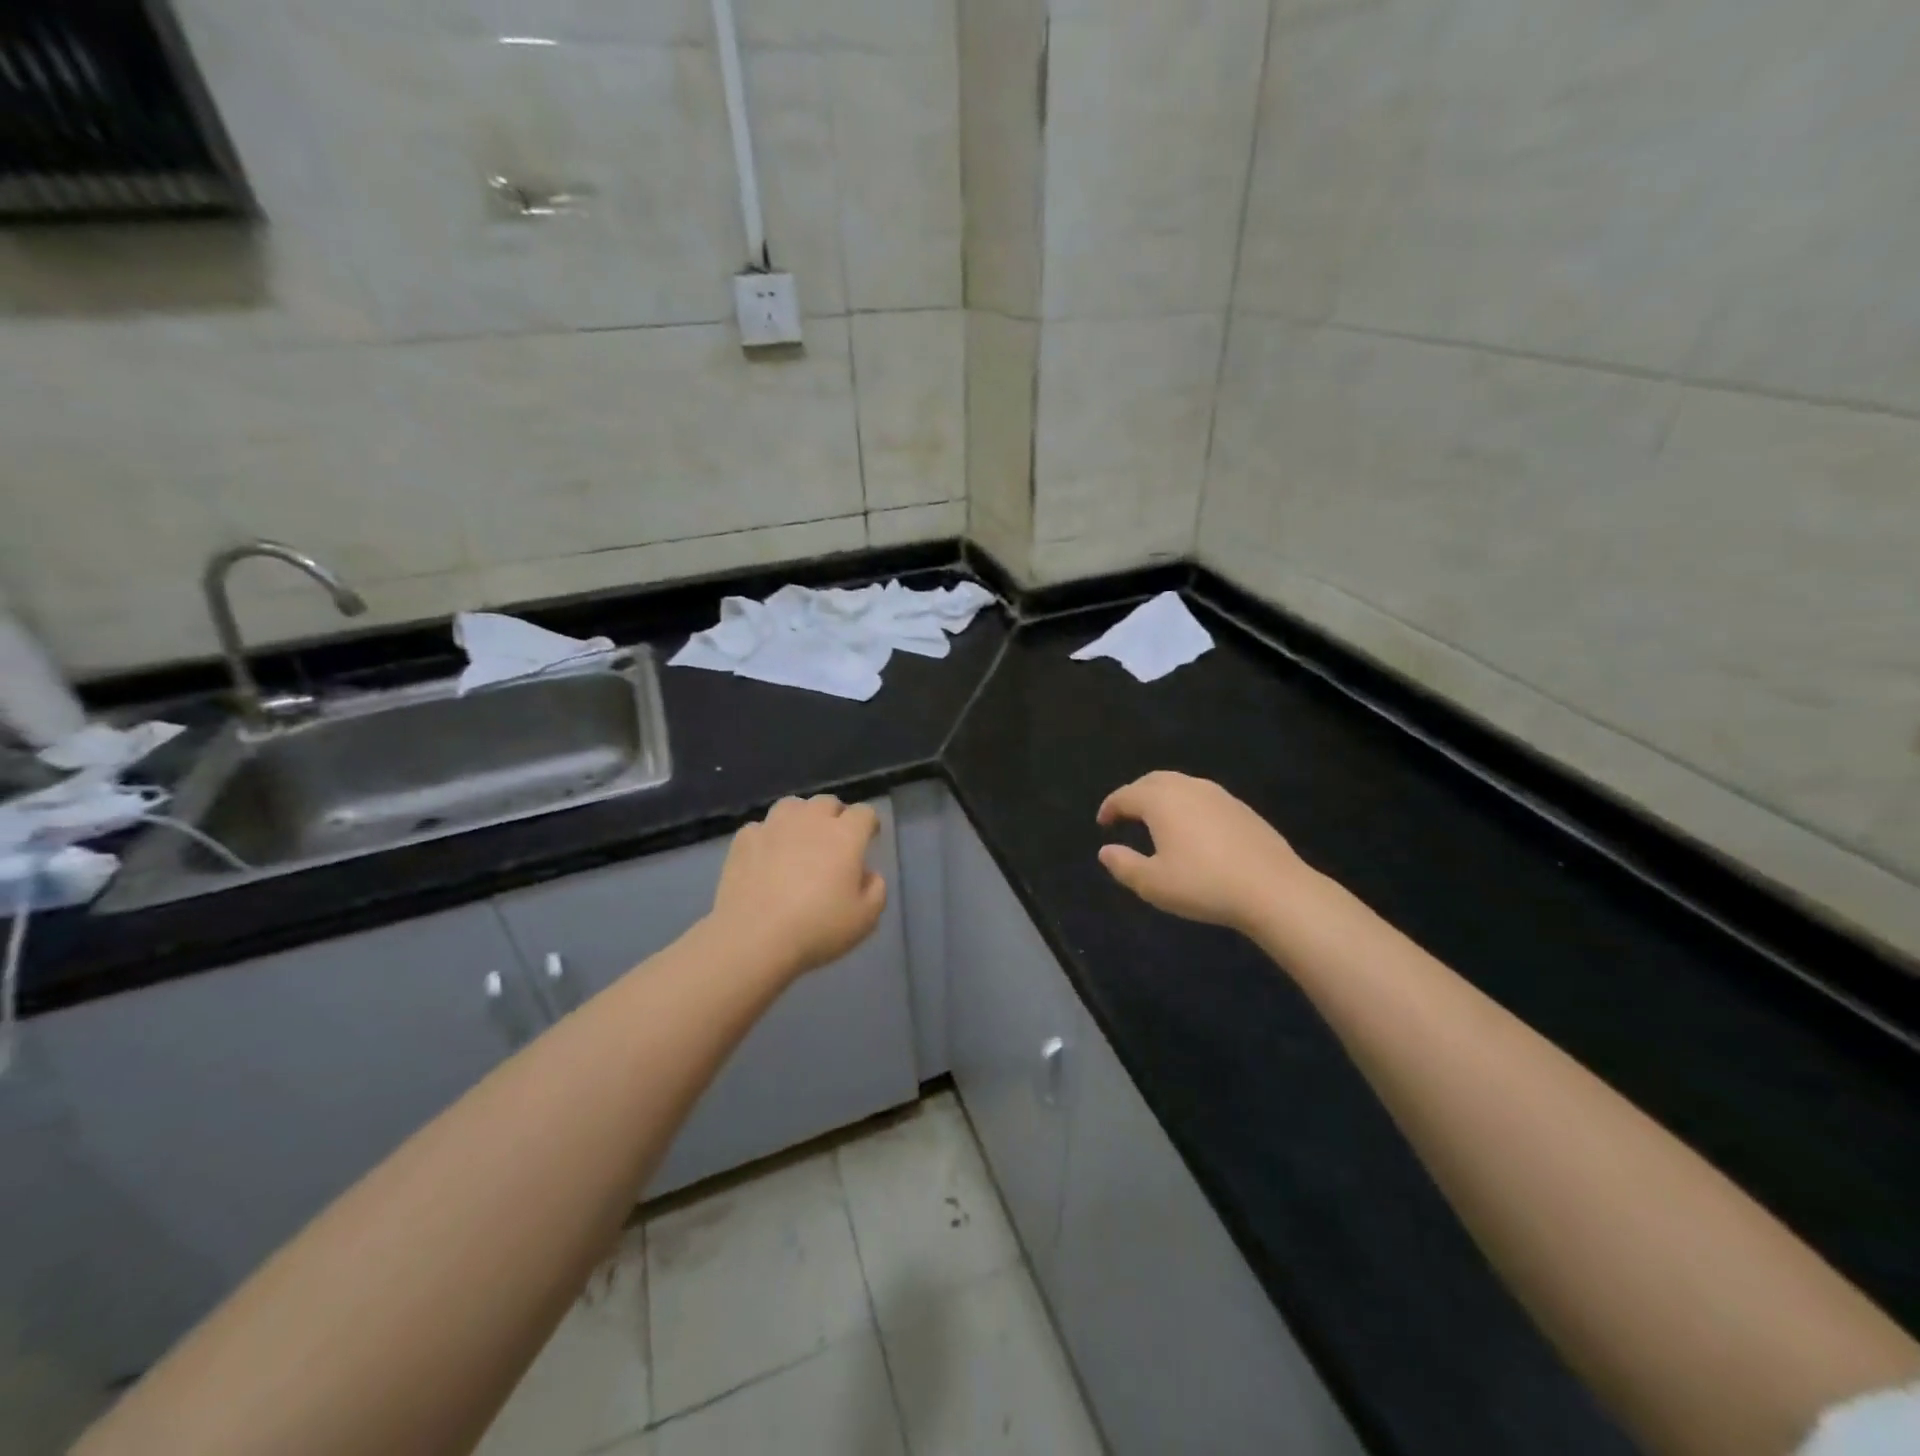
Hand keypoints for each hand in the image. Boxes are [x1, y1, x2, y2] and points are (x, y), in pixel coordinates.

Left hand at [709, 795, 887, 978]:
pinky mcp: (744, 840)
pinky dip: (767, 837)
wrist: (753, 938)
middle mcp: (810, 821)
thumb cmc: (817, 928)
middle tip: (834, 841)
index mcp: (845, 836)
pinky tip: (766, 857)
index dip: (869, 824)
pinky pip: (761, 828)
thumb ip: (876, 889)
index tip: (869, 838)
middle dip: (835, 816)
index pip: (864, 813)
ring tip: (799, 840)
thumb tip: (868, 874)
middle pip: (827, 802)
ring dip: (801, 818)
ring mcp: (773, 827)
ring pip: (792, 806)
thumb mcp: (865, 919)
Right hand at [1096, 772, 1309, 932]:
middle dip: (1134, 794)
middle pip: (1153, 781)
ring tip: (1156, 819)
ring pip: (1180, 784)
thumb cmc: (1204, 885)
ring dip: (1161, 796)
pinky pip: (1202, 796)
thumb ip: (1124, 865)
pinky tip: (1192, 828)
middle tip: (1125, 814)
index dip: (1110, 807)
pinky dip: (1186, 804)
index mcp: (1161, 801)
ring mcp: (1218, 795)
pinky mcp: (1241, 808)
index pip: (1126, 796)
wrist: (1273, 889)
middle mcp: (1188, 788)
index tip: (1102, 823)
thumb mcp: (1153, 884)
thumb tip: (1105, 851)